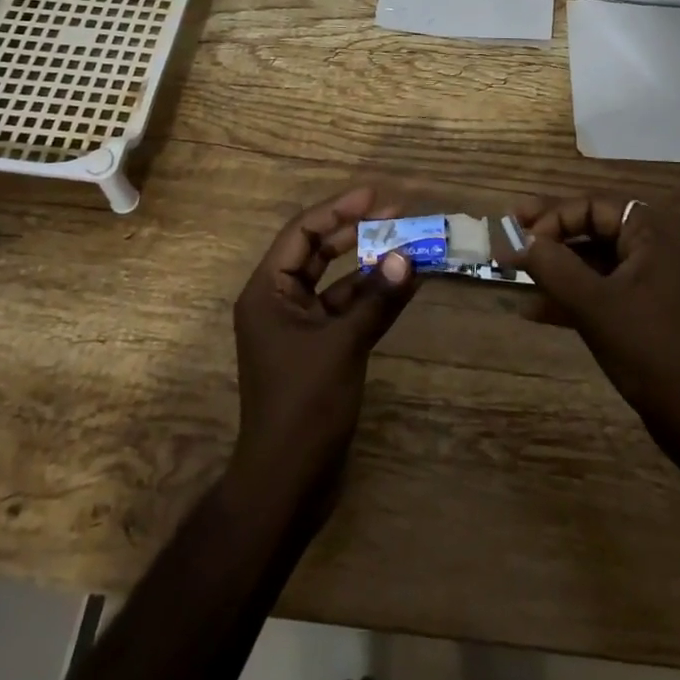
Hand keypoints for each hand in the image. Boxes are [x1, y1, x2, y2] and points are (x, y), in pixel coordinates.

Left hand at [230, 186, 417, 501]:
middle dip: (356, 230)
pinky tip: (405, 284)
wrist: (288, 484)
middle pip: (318, 250)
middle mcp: (279, 301)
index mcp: (268, 292)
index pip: (302, 233)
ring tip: (409, 242)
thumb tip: (411, 257)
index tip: (376, 195)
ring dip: (370, 263)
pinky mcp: (320, 348)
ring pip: (337, 280)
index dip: (338, 209)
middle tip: (397, 212)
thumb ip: (378, 299)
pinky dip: (373, 296)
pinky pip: (347, 308)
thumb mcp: (343, 346)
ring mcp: (300, 326)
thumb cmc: (304, 406)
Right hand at [506, 197, 679, 472]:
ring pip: (593, 260)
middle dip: (549, 238)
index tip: (519, 239)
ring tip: (513, 274)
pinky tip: (533, 310)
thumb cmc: (651, 349)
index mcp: (654, 229)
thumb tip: (519, 240)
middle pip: (592, 227)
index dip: (551, 219)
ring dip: (555, 268)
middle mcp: (657, 243)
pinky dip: (571, 295)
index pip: (592, 206)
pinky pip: (602, 288)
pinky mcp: (647, 307)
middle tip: (508, 236)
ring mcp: (653, 276)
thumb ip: (553, 266)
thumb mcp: (595, 305)